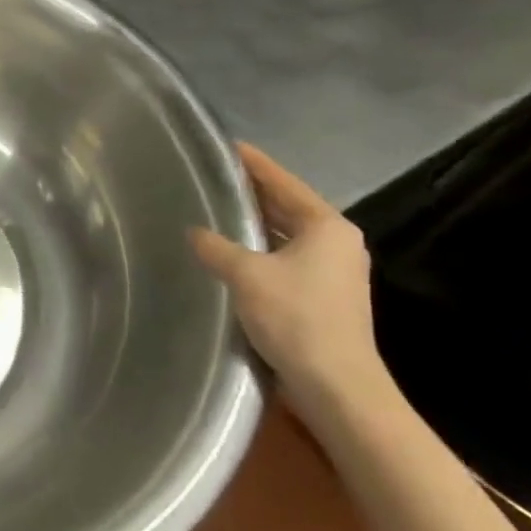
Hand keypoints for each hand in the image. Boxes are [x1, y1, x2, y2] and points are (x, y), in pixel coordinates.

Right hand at [189, 143, 395, 416]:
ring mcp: (332, 271)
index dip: (254, 164)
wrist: (335, 385)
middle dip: (252, 192)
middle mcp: (336, 243)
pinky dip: (258, 248)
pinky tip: (229, 250)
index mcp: (327, 227)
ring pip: (285, 234)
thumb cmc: (296, 318)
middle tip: (212, 176)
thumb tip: (194, 232)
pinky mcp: (321, 296)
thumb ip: (216, 247)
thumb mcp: (246, 274)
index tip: (226, 146)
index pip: (284, 183)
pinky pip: (283, 257)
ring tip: (214, 208)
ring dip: (254, 222)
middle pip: (287, 206)